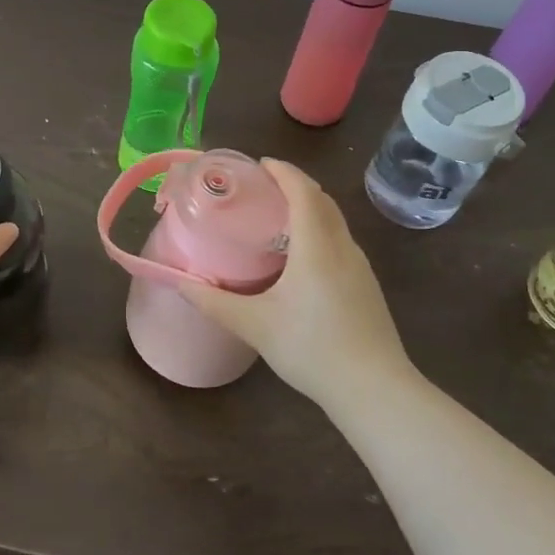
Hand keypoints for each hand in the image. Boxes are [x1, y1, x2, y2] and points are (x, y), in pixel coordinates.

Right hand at [180, 159, 408, 406]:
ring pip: (335, 221)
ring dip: (310, 207)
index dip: (284, 172)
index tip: (261, 164)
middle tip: (264, 187)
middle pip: (322, 201)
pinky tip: (303, 256)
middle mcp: (342, 247)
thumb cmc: (311, 349)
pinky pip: (341, 241)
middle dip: (296, 185)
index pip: (303, 192)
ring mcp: (360, 267)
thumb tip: (181, 282)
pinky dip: (320, 230)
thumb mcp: (254, 325)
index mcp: (317, 246)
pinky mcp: (367, 286)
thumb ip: (214, 301)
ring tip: (279, 217)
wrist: (374, 390)